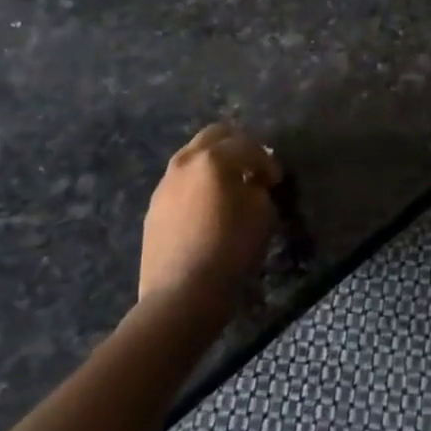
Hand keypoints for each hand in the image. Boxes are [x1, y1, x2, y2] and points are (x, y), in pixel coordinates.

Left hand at [138, 123, 278, 304]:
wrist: (181, 294)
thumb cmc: (230, 249)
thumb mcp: (262, 213)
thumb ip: (258, 187)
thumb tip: (251, 182)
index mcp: (214, 159)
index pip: (248, 146)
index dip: (267, 161)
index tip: (276, 181)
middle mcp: (185, 162)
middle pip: (214, 136)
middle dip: (237, 146)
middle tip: (252, 168)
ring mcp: (165, 184)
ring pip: (192, 157)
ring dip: (213, 163)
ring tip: (229, 186)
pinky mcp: (154, 208)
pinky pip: (180, 182)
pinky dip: (197, 183)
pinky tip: (207, 207)